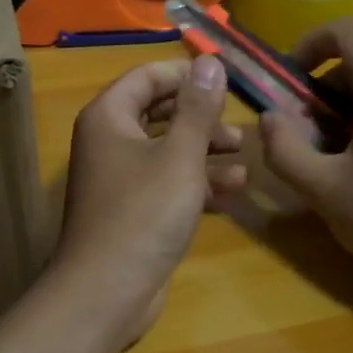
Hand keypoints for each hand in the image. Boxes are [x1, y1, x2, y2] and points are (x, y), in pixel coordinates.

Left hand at [51, 55, 245, 341]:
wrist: (107, 290)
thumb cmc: (144, 213)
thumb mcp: (179, 155)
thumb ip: (197, 108)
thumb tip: (209, 61)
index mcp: (109, 117)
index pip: (147, 77)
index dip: (186, 75)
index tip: (226, 82)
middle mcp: (108, 142)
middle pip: (159, 114)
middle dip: (201, 118)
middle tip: (238, 127)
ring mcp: (119, 179)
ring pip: (166, 151)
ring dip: (205, 153)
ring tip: (245, 159)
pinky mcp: (132, 212)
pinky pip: (166, 184)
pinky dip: (196, 184)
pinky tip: (233, 192)